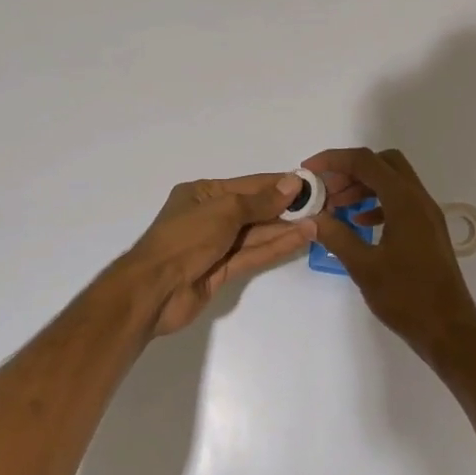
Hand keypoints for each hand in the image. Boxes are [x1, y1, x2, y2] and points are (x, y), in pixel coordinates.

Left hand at [119, 173, 314, 335]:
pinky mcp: (222, 271)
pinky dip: (277, 247)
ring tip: (319, 220)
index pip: (249, 185)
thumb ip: (260, 201)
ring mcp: (216, 246)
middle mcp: (210, 216)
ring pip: (257, 234)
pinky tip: (302, 238)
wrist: (153, 290)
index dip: (279, 184)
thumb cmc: (185, 238)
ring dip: (286, 227)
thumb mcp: (224, 211)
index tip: (309, 183)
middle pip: (255, 209)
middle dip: (286, 207)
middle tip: (322, 204)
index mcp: (203, 194)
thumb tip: (292, 183)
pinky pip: (254, 255)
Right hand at [303, 147, 475, 374]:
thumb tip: (312, 217)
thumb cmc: (407, 297)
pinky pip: (401, 202)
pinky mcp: (428, 231)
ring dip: (364, 186)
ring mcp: (427, 215)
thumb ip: (336, 236)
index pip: (366, 161)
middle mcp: (419, 200)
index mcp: (404, 201)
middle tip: (327, 189)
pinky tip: (360, 224)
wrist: (449, 330)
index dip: (334, 160)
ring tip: (336, 207)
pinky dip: (377, 204)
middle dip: (351, 170)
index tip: (309, 170)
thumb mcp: (364, 267)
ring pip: (393, 182)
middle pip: (383, 163)